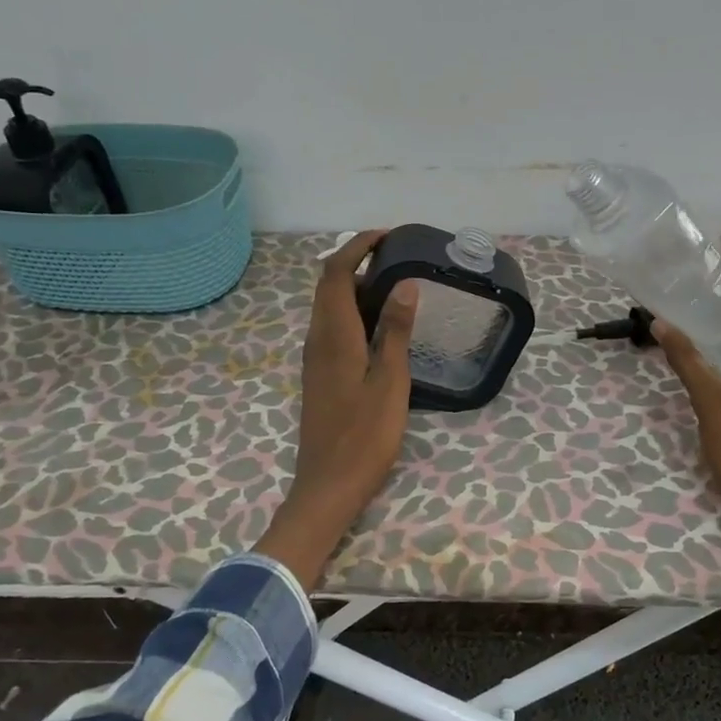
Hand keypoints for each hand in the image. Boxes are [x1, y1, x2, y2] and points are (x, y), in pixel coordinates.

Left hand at [255, 231, 418, 586]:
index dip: (358, 246)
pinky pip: (333, 327)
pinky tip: (381, 326)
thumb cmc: (364, 436)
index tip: (388, 236)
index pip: (336, 273)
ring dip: (355, 286)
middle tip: (397, 257)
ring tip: (395, 285)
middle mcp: (318, 340)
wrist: (328, 485)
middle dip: (357, 260)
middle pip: (328, 285)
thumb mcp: (390, 382)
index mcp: (334, 336)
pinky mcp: (320, 375)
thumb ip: (395, 331)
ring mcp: (315, 359)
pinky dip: (353, 311)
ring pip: (329, 307)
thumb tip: (404, 283)